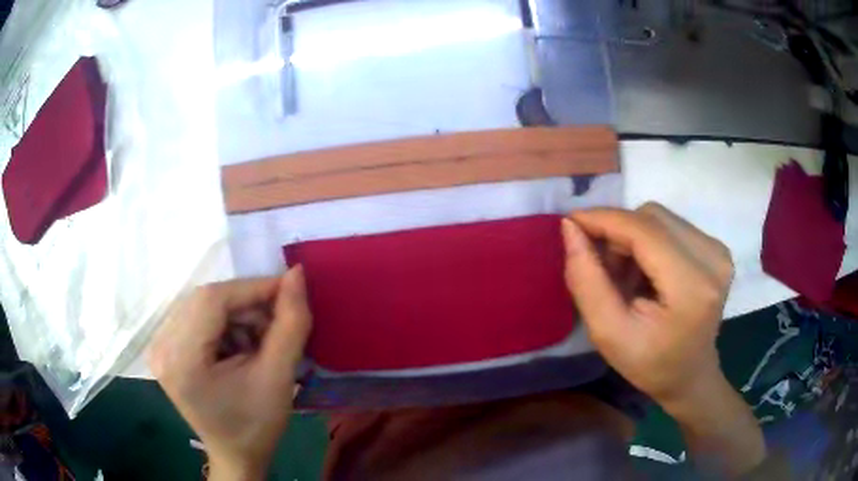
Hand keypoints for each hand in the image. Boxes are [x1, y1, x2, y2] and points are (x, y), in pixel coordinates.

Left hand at [149, 267, 311, 480]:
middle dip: (246, 305)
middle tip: (276, 322)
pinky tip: (239, 346)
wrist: (236, 454)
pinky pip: (196, 317)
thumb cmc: (256, 425)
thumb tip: (297, 274)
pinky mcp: (164, 348)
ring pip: (202, 305)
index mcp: (182, 360)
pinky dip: (224, 324)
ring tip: (258, 341)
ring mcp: (158, 346)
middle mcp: (161, 346)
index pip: (212, 300)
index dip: (252, 288)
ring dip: (236, 315)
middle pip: (205, 300)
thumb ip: (290, 323)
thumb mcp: (278, 377)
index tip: (289, 290)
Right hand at [561, 203, 732, 406]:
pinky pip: (672, 226)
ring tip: (626, 273)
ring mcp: (718, 251)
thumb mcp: (608, 334)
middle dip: (618, 232)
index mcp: (691, 287)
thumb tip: (571, 228)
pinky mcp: (716, 248)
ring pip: (661, 218)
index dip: (604, 219)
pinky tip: (646, 270)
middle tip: (601, 265)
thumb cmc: (649, 364)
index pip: (644, 231)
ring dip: (633, 237)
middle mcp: (713, 259)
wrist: (690, 375)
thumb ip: (586, 280)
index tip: (571, 222)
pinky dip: (649, 240)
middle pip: (653, 217)